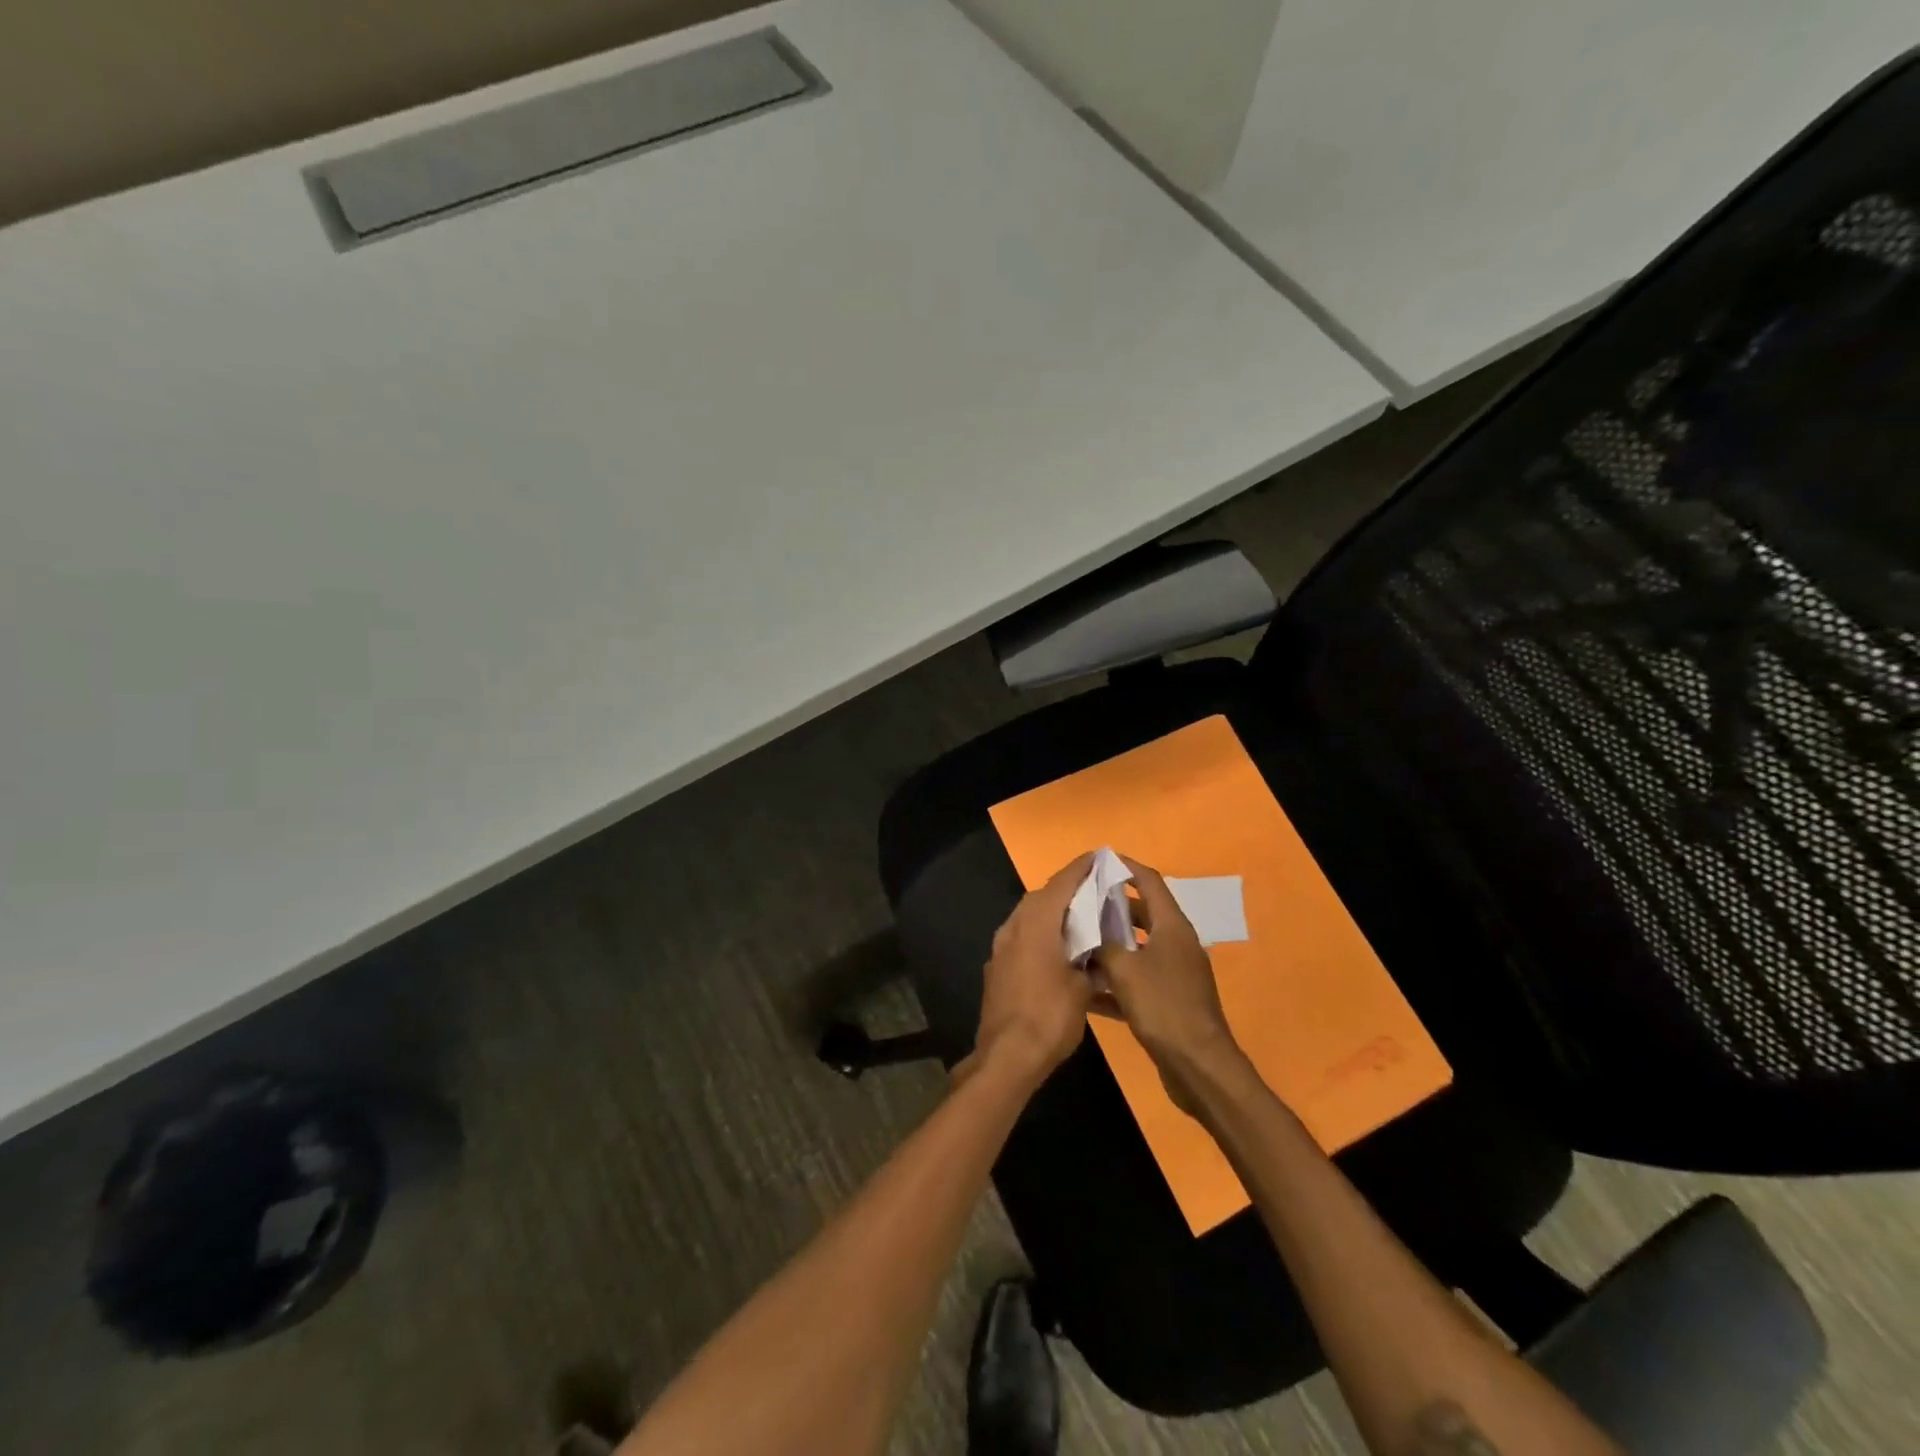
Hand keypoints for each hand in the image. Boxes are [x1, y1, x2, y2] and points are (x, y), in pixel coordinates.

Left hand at [967, 852, 1097, 1088]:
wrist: (1007, 1056)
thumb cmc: (1050, 1016)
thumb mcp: (1083, 989)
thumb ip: (1091, 963)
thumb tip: (1096, 957)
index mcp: (1037, 922)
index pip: (1063, 882)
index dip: (1082, 868)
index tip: (1099, 856)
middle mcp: (1015, 926)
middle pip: (1044, 897)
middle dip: (1069, 892)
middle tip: (1096, 892)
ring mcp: (1002, 947)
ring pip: (1032, 919)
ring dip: (1055, 916)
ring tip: (1083, 923)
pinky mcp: (998, 968)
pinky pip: (1024, 941)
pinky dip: (1043, 939)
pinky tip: (1061, 955)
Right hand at [1089, 855, 1250, 1115]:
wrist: (1199, 1067)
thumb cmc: (1163, 1008)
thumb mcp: (1125, 970)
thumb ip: (1103, 942)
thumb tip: (1087, 925)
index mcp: (1172, 927)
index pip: (1149, 882)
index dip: (1125, 867)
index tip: (1099, 861)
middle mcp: (1175, 944)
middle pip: (1141, 914)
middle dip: (1110, 908)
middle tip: (1078, 905)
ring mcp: (1173, 974)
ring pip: (1136, 949)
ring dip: (1109, 946)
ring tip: (1075, 942)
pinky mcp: (1168, 1001)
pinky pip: (1136, 980)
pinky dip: (1114, 981)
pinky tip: (1084, 991)